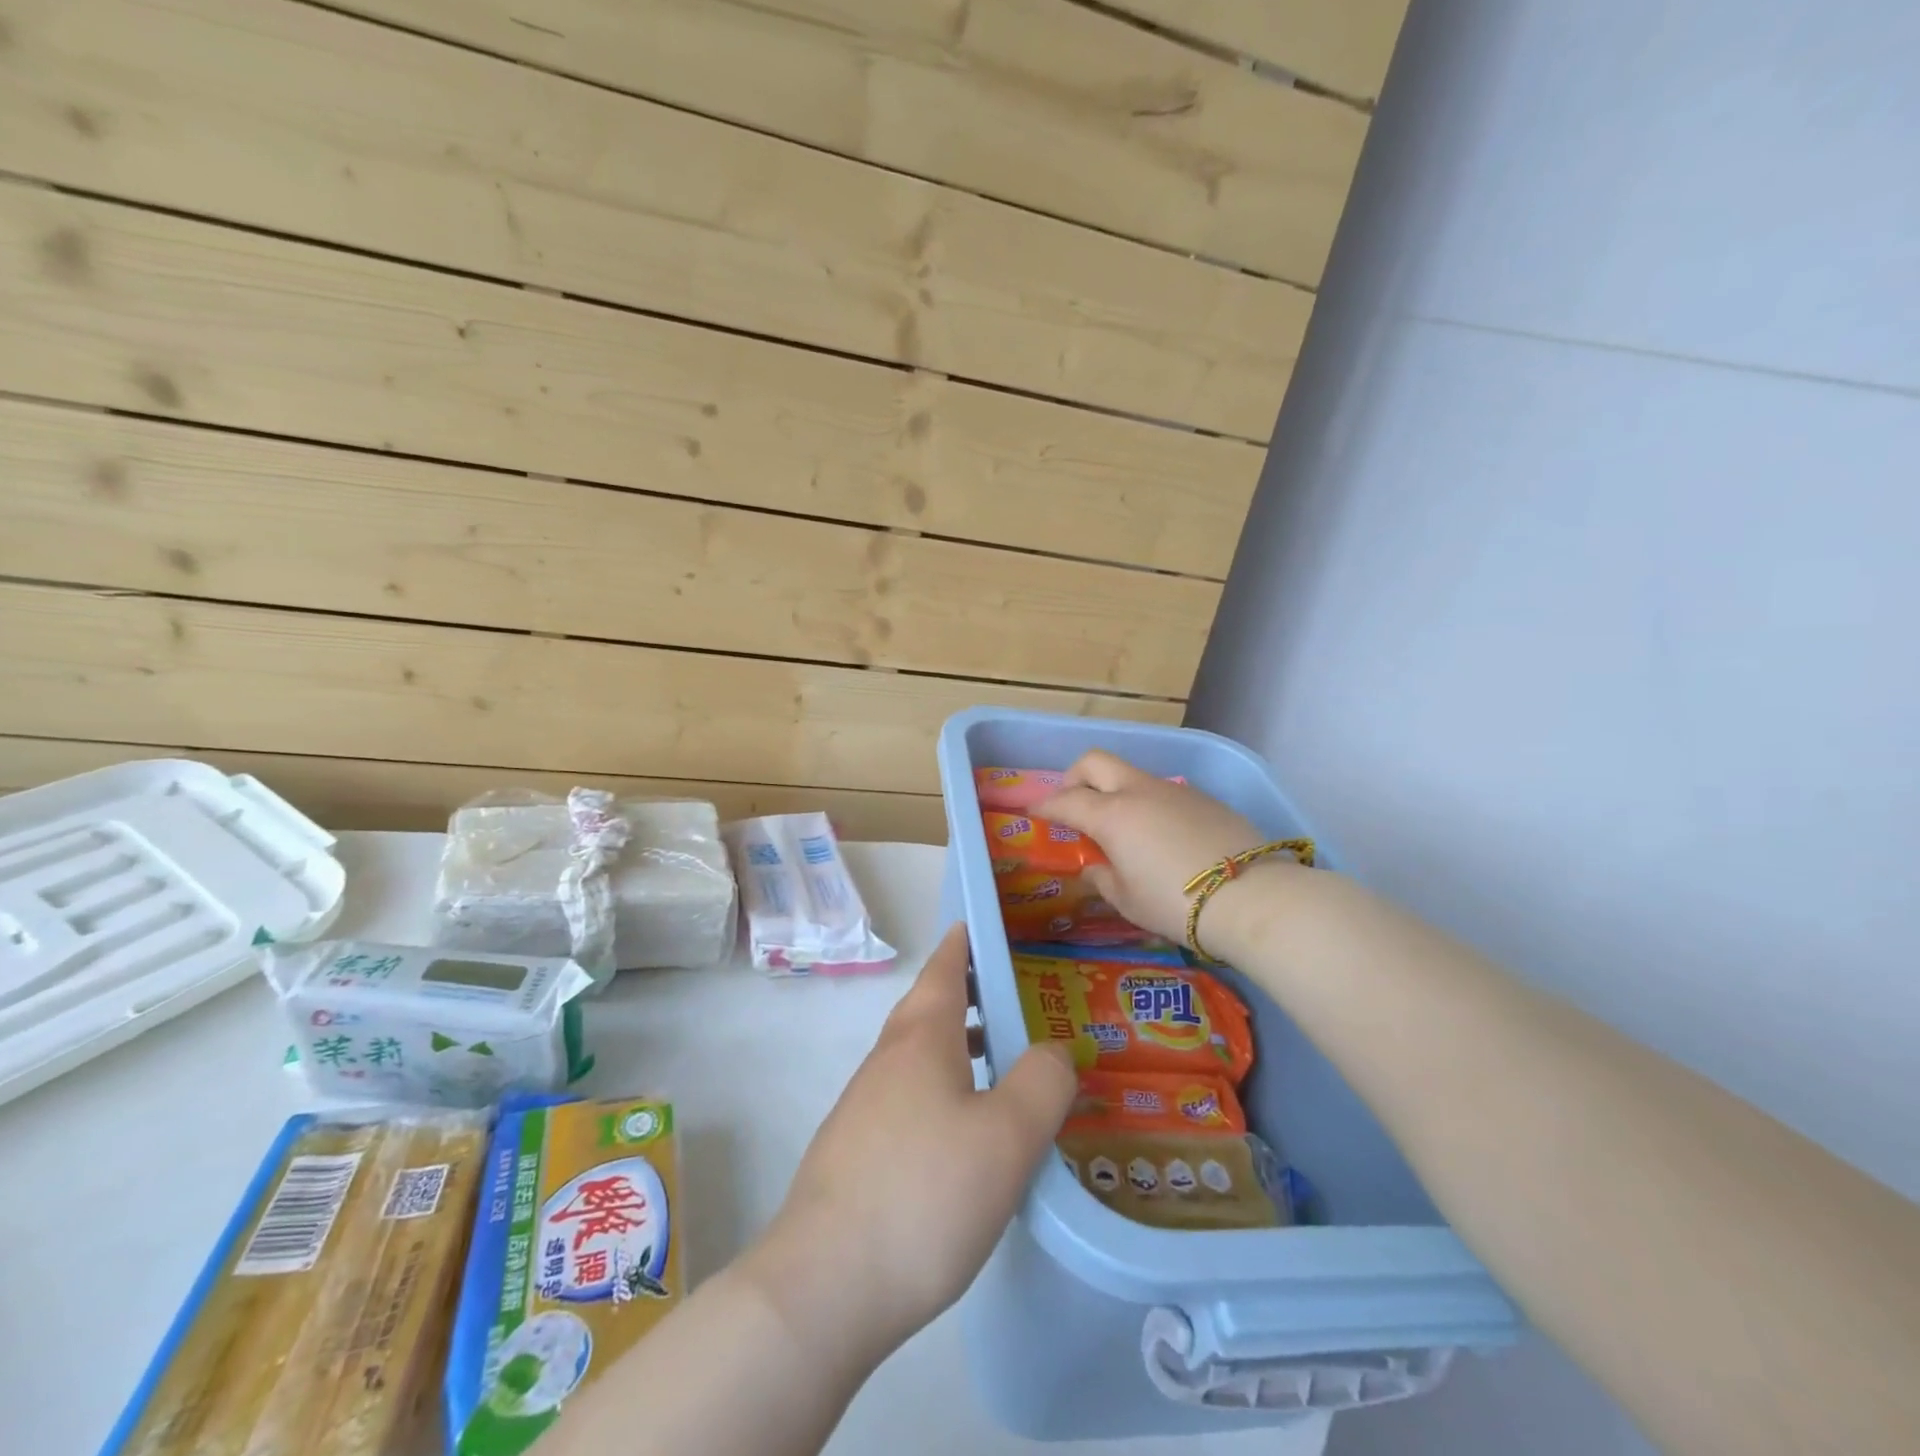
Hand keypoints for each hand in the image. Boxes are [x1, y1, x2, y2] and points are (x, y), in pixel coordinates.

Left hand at [748, 925, 1075, 1366]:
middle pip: (930, 1009)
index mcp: (921, 1038)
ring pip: (920, 1057)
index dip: (965, 942)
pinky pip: (910, 1099)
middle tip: (1015, 997)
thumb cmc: (924, 1193)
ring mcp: (865, 1106)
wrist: (823, 1286)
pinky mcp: (856, 1152)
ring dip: (960, 1047)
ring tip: (1004, 1065)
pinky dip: (944, 1091)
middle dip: (969, 995)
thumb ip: (1042, 1082)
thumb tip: (1053, 1049)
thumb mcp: (1007, 1137)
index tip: (985, 925)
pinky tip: (966, 1136)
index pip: (944, 968)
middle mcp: (887, 1060)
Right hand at [1036, 749, 1275, 946]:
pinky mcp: (1204, 798)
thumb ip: (1103, 878)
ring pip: (1132, 775)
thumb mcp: (1127, 900)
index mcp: (1112, 816)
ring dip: (1115, 790)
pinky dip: (1149, 804)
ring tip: (1121, 826)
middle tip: (1073, 801)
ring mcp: (1174, 790)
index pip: (1067, 800)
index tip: (1034, 810)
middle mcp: (1139, 792)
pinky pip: (1163, 791)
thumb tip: (1094, 866)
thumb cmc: (1175, 903)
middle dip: (1075, 776)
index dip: (1046, 805)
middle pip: (1095, 762)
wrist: (1251, 897)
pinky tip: (1162, 835)